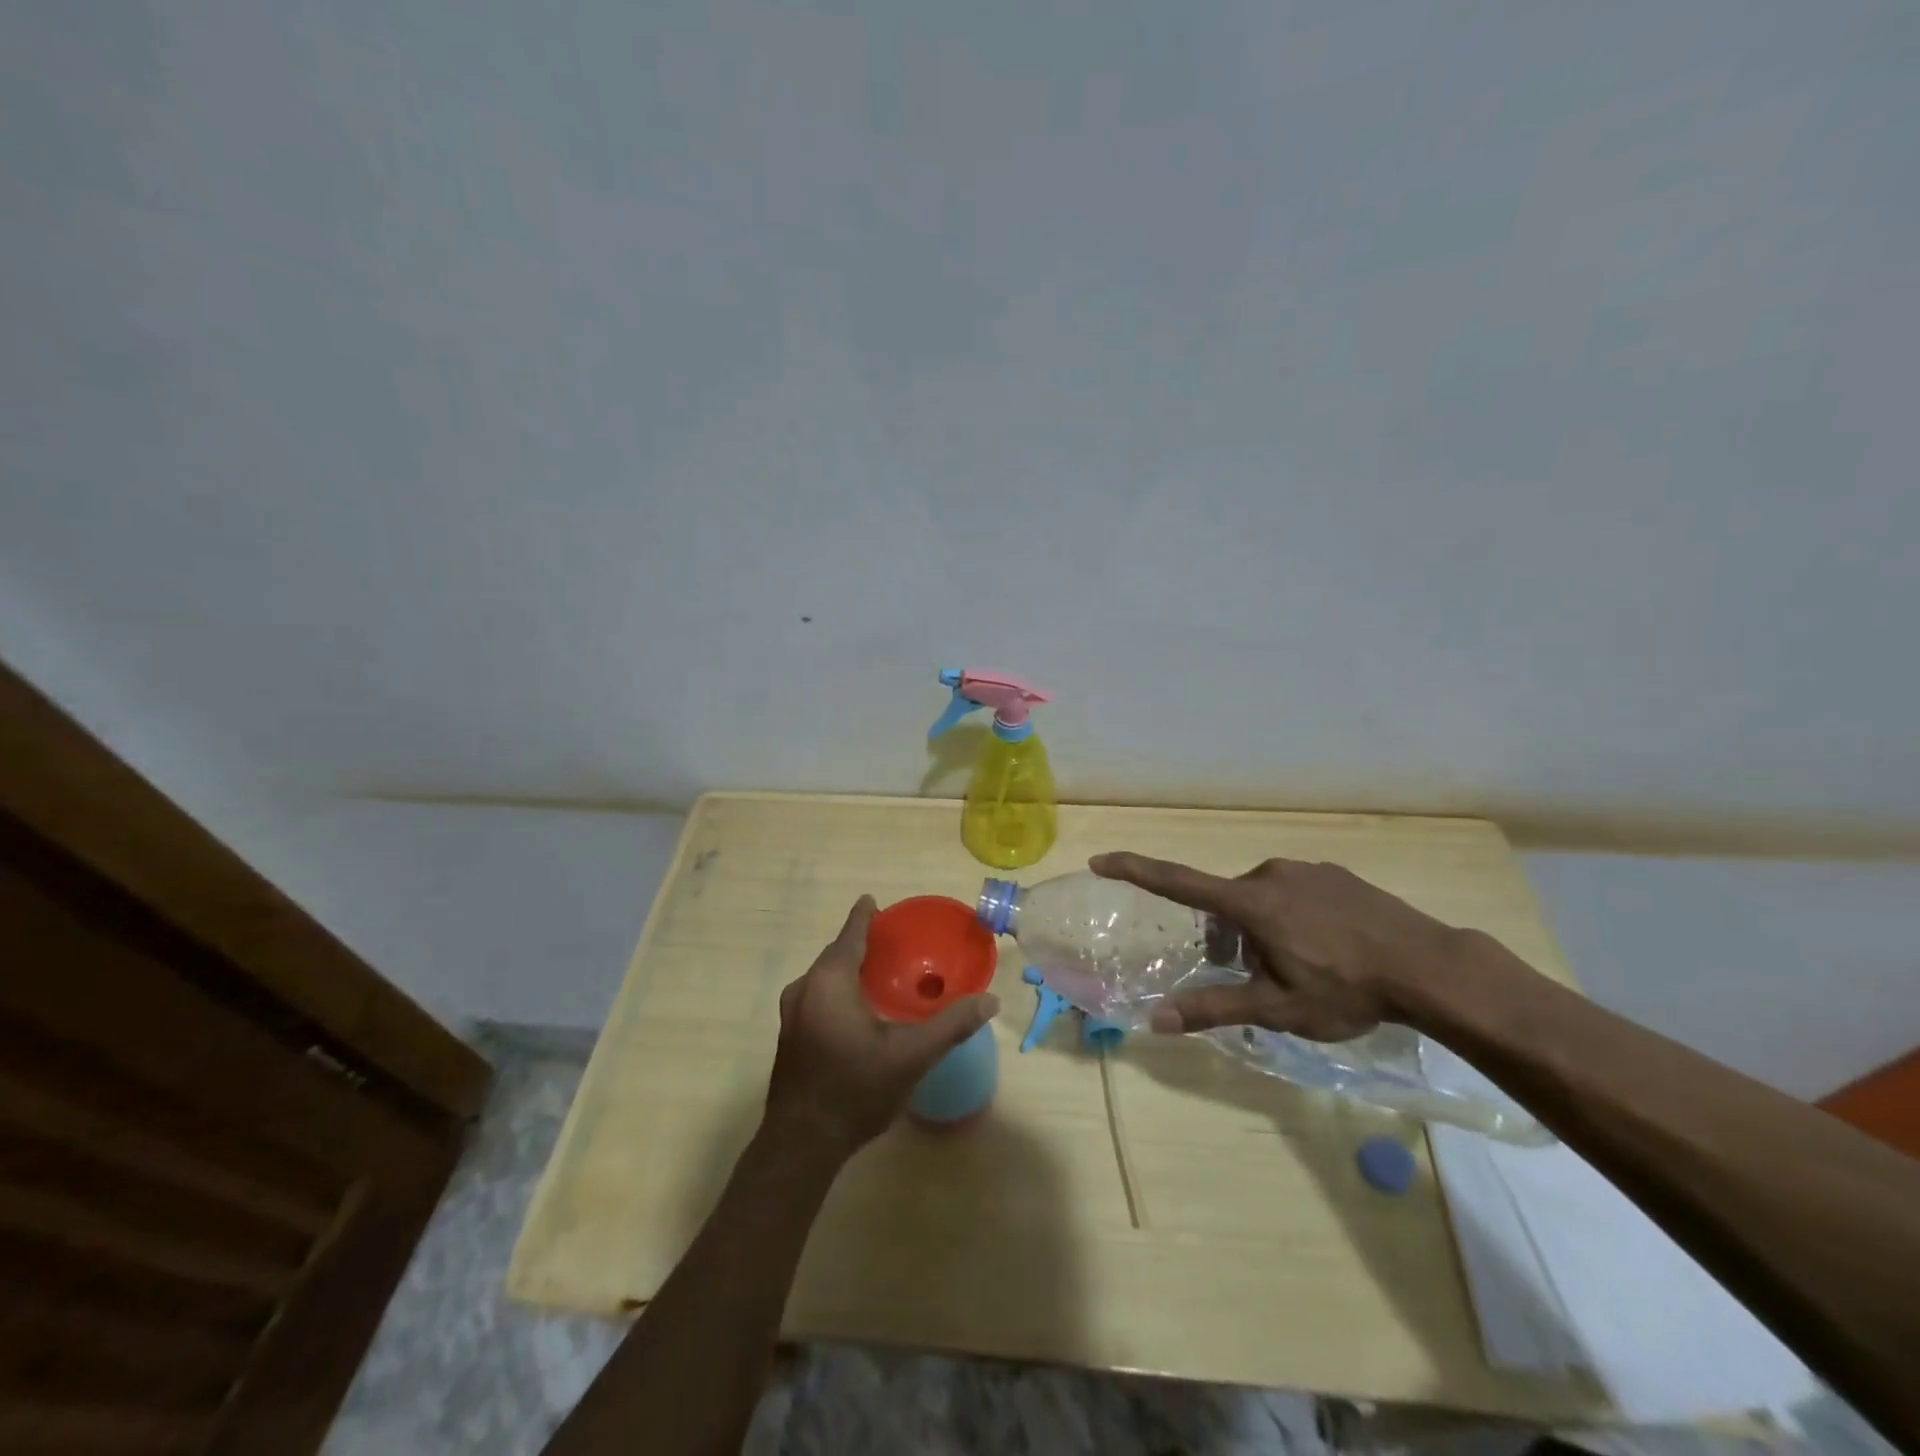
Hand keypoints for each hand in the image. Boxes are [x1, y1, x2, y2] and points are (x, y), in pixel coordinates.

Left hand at [764, 896, 1000, 1156]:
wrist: (801, 1144)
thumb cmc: (856, 1089)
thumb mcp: (911, 1056)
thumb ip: (951, 1025)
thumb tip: (990, 1000)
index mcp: (829, 981)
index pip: (850, 935)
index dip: (864, 916)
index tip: (873, 901)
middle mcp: (804, 989)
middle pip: (835, 954)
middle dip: (859, 943)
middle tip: (890, 941)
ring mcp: (792, 1014)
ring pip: (824, 977)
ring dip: (848, 968)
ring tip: (878, 971)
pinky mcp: (789, 1036)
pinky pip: (817, 996)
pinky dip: (838, 990)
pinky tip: (858, 1008)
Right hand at [1090, 853, 1461, 1041]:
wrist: (1430, 968)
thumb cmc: (1346, 989)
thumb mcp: (1277, 1008)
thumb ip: (1214, 1009)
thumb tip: (1156, 1020)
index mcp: (1249, 903)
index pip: (1177, 882)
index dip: (1135, 870)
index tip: (1100, 860)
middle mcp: (1270, 874)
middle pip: (1227, 905)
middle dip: (1230, 938)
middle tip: (1262, 978)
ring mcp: (1305, 870)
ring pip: (1262, 899)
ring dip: (1264, 929)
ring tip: (1304, 967)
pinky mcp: (1334, 873)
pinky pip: (1295, 892)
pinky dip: (1294, 917)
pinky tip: (1330, 948)